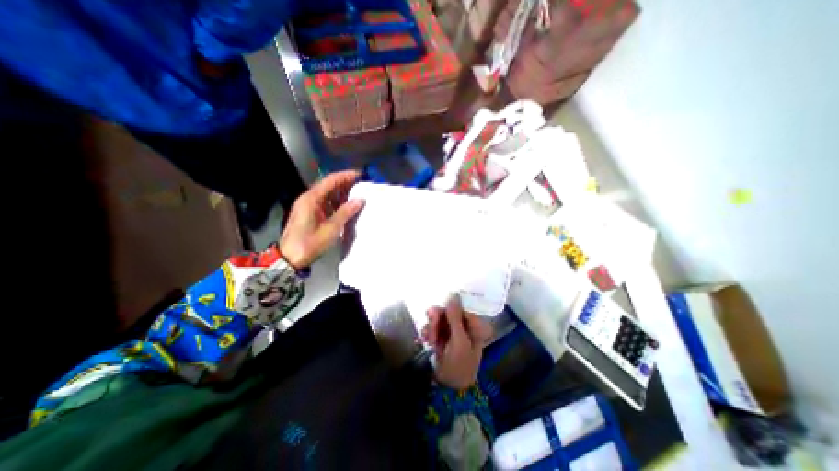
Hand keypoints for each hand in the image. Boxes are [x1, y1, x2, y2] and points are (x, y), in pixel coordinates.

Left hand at [280, 171, 365, 269]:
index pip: (330, 180)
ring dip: (341, 192)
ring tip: (358, 193)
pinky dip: (336, 201)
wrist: (289, 258)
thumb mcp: (331, 229)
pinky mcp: (308, 213)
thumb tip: (360, 199)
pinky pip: (324, 202)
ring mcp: (307, 205)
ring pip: (326, 193)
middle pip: (328, 185)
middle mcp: (308, 198)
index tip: (360, 174)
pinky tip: (346, 205)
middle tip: (362, 184)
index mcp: (311, 199)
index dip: (346, 176)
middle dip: (345, 183)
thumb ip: (345, 212)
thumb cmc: (310, 243)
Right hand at [423, 296, 492, 387]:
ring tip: (428, 339)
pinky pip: (435, 327)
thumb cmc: (459, 365)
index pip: (461, 307)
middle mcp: (466, 327)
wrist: (449, 389)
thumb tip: (453, 294)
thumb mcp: (459, 340)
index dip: (447, 309)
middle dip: (437, 320)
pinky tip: (425, 339)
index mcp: (476, 326)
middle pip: (449, 312)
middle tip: (430, 331)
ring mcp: (454, 332)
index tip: (435, 315)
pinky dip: (429, 332)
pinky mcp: (444, 337)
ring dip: (432, 327)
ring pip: (440, 319)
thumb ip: (455, 317)